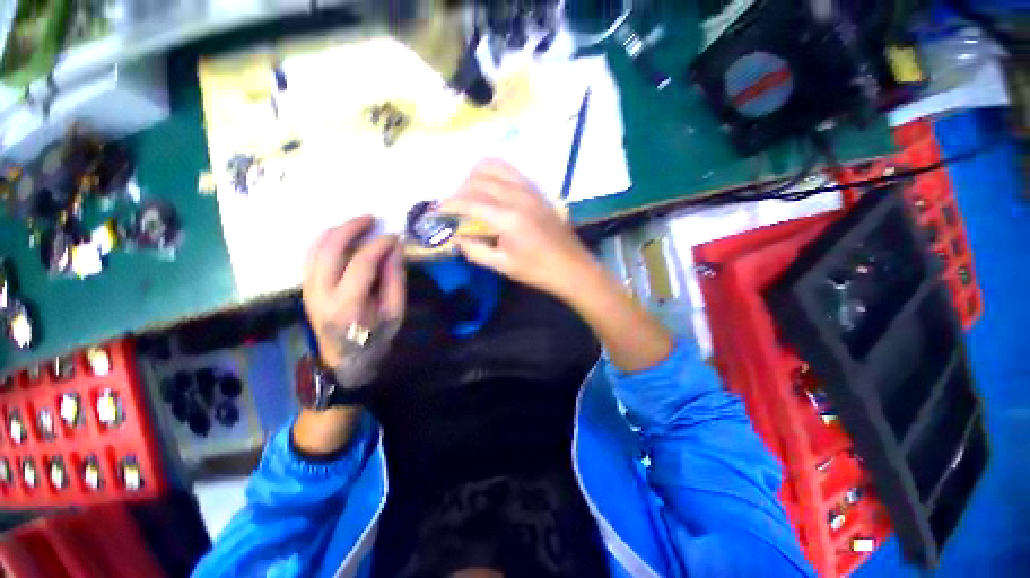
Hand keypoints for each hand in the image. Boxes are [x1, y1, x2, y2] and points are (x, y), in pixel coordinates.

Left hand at [302, 215, 405, 387]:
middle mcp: (321, 293)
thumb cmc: (375, 338)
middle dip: (351, 227)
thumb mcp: (395, 312)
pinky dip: (326, 240)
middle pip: (330, 248)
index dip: (379, 245)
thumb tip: (395, 248)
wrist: (345, 360)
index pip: (361, 263)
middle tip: (372, 218)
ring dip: (337, 230)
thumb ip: (395, 279)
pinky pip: (311, 255)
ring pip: (315, 247)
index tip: (395, 237)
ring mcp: (308, 289)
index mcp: (348, 305)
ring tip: (358, 224)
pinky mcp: (305, 287)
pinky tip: (342, 236)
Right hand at [445, 161, 671, 372]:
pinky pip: (510, 170)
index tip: (436, 211)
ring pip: (494, 166)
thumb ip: (475, 250)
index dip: (448, 205)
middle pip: (478, 180)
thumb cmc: (537, 271)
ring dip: (475, 176)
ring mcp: (529, 190)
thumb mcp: (503, 266)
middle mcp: (517, 197)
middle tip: (454, 209)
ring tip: (469, 193)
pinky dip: (494, 173)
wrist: (572, 268)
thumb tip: (456, 237)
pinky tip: (491, 188)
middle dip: (459, 191)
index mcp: (507, 219)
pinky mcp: (537, 191)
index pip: (469, 202)